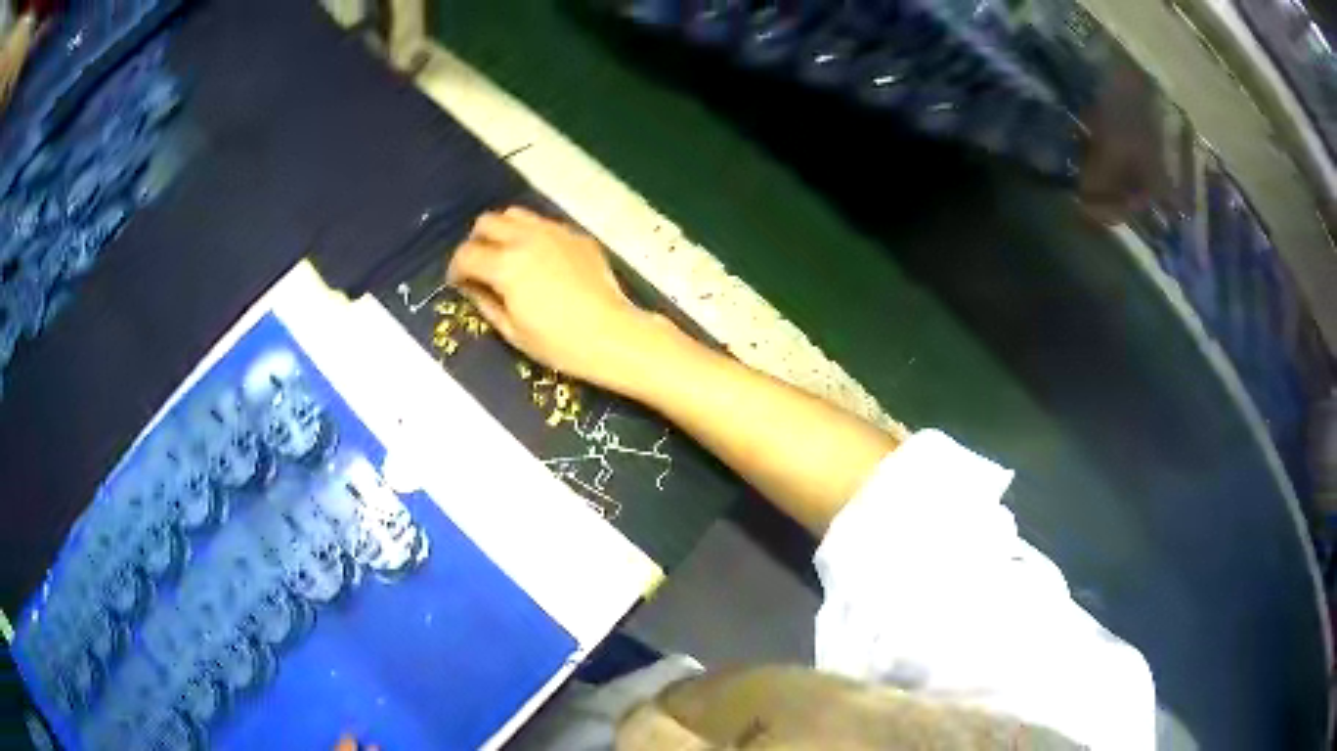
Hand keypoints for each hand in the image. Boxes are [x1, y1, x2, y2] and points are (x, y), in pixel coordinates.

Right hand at [446, 207, 663, 389]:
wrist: (612, 335)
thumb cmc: (558, 343)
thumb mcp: (512, 331)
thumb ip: (485, 302)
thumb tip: (471, 286)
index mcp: (506, 264)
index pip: (466, 254)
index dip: (455, 268)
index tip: (458, 282)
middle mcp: (527, 238)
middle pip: (487, 222)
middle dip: (476, 242)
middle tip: (481, 265)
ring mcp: (555, 232)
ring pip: (515, 214)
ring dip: (503, 231)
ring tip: (508, 255)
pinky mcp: (576, 236)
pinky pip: (544, 224)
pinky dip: (532, 235)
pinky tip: (540, 260)